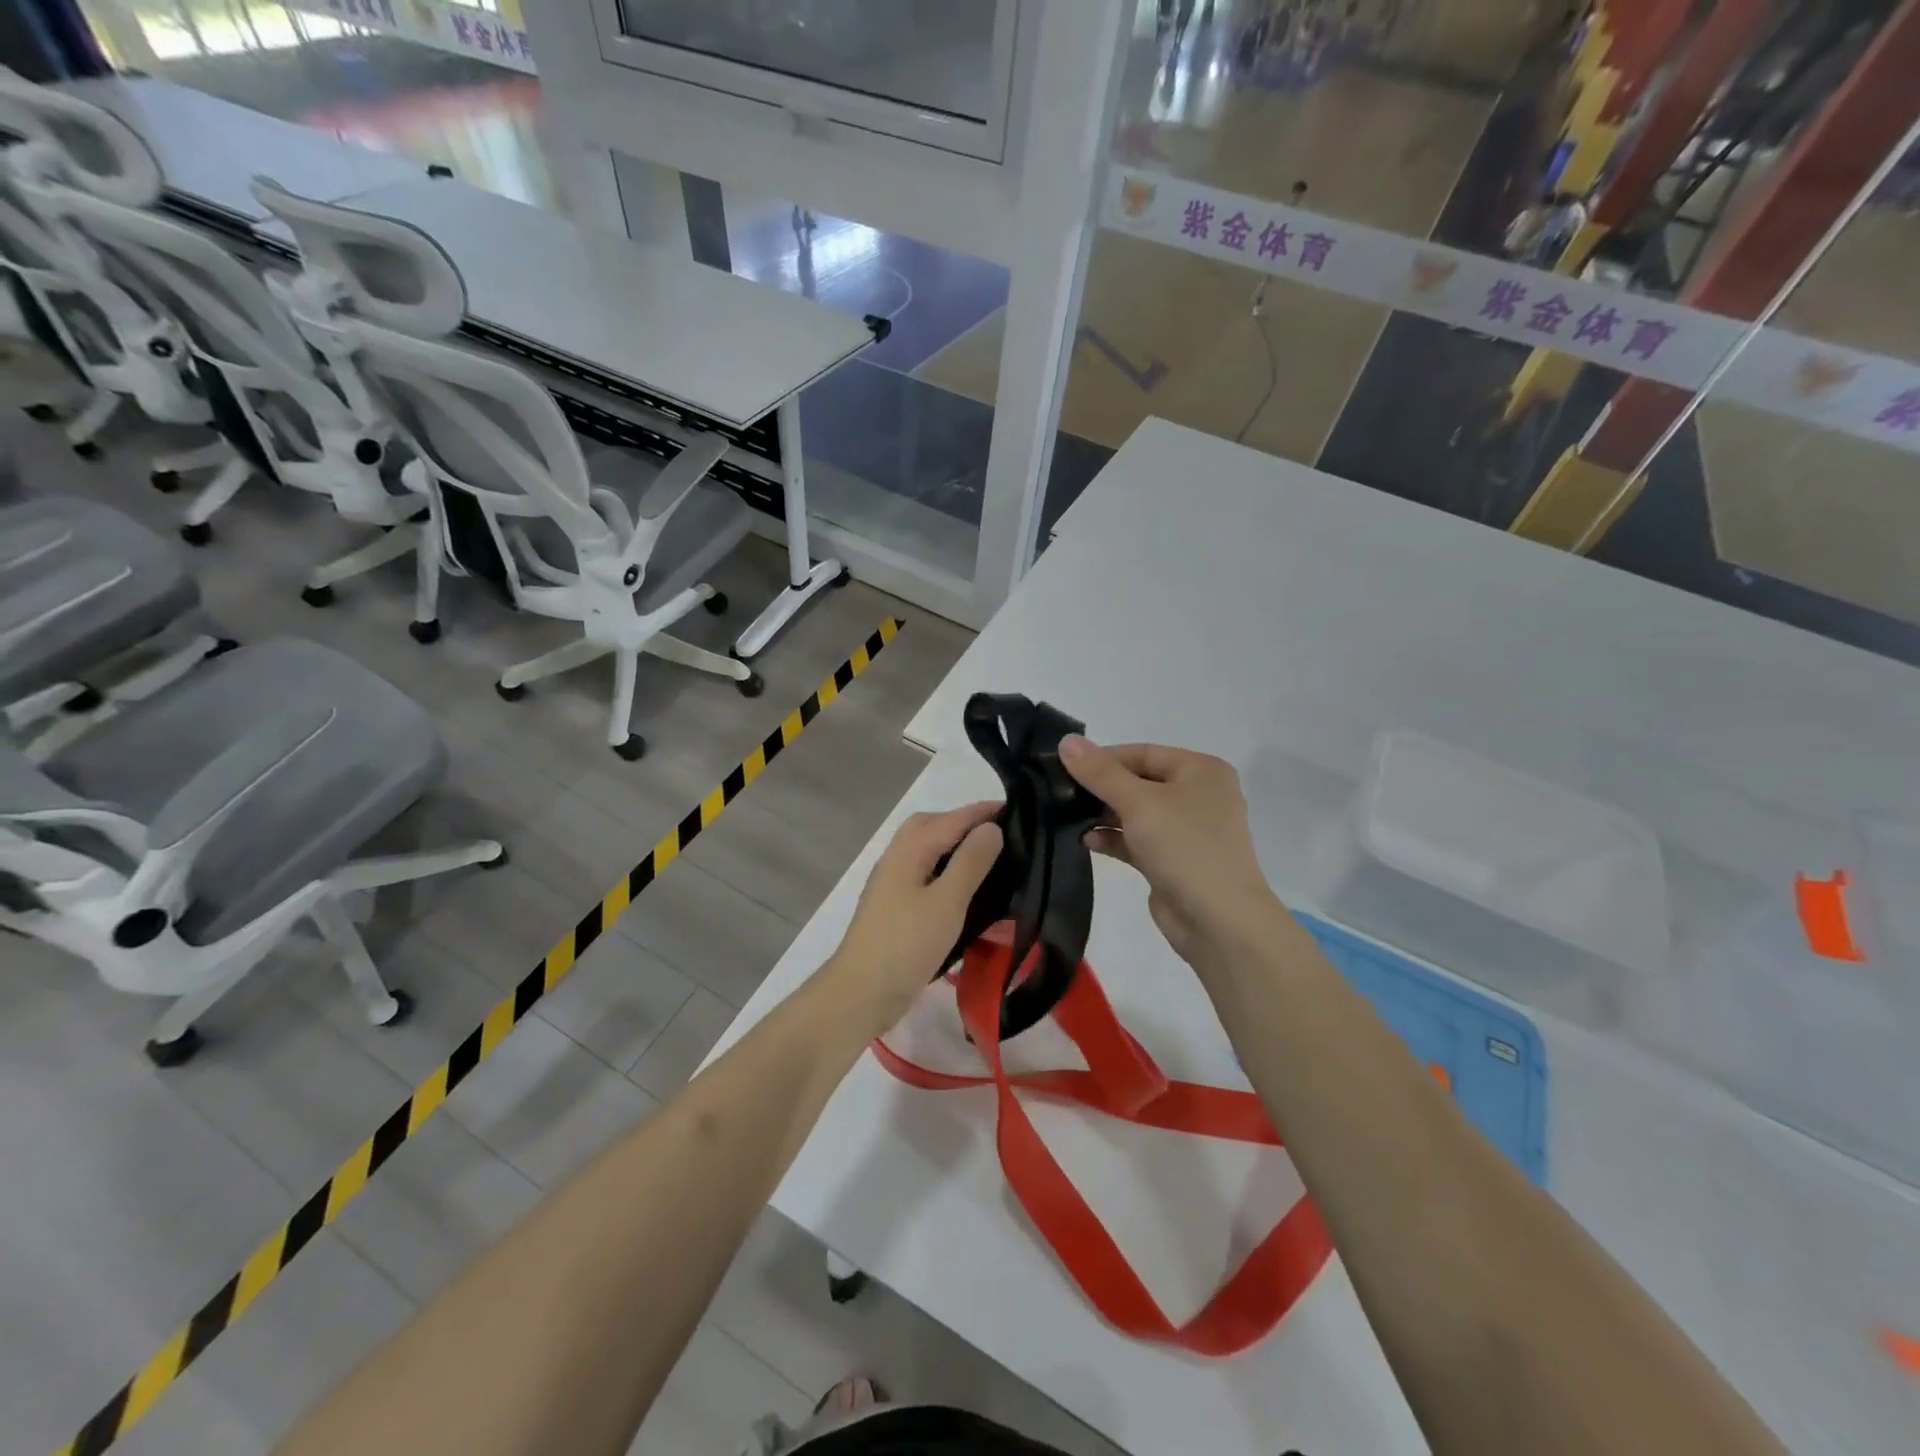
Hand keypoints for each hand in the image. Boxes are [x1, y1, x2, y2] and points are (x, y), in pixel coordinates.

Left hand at [820, 802, 1002, 1035]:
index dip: (983, 812)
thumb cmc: (906, 944)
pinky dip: (946, 870)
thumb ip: (970, 862)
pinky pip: (924, 873)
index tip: (1018, 808)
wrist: (861, 992)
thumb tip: (990, 827)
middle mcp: (897, 858)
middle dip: (965, 823)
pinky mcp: (894, 907)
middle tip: (1000, 834)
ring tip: (988, 859)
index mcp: (909, 850)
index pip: (952, 818)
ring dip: (954, 847)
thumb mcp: (947, 902)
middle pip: (931, 826)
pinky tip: (964, 890)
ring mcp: (892, 883)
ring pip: (926, 850)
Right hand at [1059, 737, 1280, 967]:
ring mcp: (1186, 830)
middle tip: (1060, 792)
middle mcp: (1197, 795)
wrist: (1219, 921)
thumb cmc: (1185, 847)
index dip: (1103, 758)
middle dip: (1101, 788)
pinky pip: (1138, 839)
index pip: (1143, 753)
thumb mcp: (1139, 803)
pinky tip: (1087, 841)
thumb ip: (1100, 773)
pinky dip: (1114, 838)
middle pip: (1139, 781)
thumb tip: (1066, 741)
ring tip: (1068, 817)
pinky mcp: (1173, 860)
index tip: (1064, 766)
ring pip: (1136, 812)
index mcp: (1200, 770)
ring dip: (1104, 814)